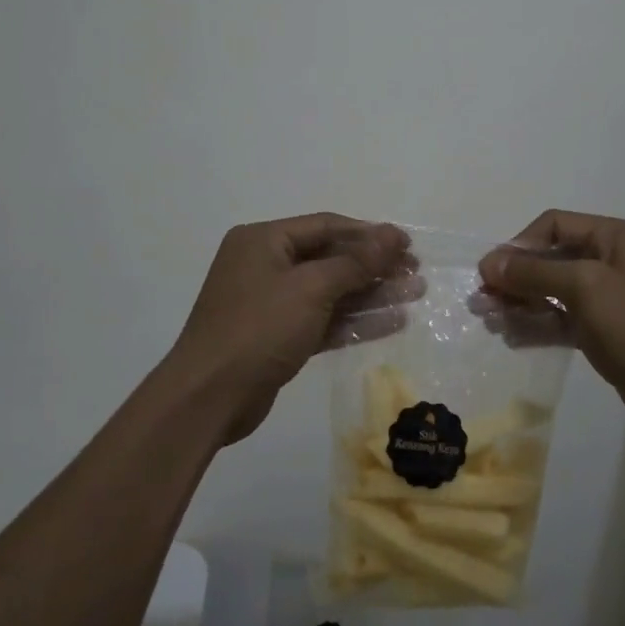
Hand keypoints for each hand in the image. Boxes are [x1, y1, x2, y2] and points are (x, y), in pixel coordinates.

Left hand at [164, 214, 416, 444]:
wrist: (208, 398)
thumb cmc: (258, 328)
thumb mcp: (311, 288)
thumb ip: (356, 262)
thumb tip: (393, 235)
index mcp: (264, 240)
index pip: (327, 226)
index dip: (370, 234)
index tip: (407, 244)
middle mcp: (266, 265)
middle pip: (331, 258)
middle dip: (375, 266)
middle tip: (416, 273)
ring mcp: (271, 303)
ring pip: (331, 291)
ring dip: (371, 294)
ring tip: (415, 295)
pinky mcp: (278, 337)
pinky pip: (323, 320)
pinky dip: (354, 321)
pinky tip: (392, 323)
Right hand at [479, 210, 624, 438]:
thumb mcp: (585, 288)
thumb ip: (535, 272)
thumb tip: (489, 262)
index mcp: (616, 237)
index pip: (555, 225)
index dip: (520, 245)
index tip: (491, 273)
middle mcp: (613, 259)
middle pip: (551, 258)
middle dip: (516, 278)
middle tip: (482, 301)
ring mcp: (609, 297)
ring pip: (553, 291)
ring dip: (521, 302)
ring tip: (490, 321)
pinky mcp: (605, 330)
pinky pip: (563, 318)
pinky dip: (538, 324)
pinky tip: (512, 337)